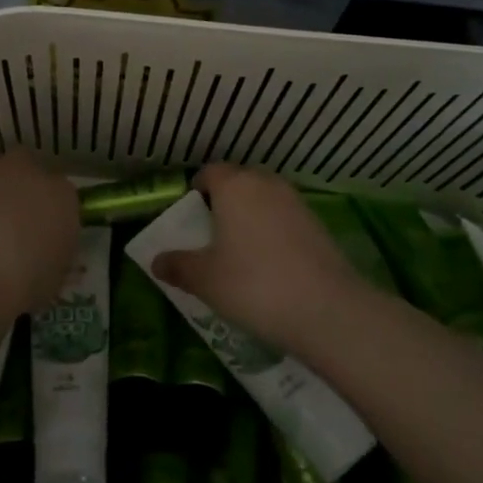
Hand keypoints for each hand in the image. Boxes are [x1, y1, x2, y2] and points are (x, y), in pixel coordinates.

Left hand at [0, 151, 79, 313]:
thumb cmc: (26, 279)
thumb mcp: (54, 279)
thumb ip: (53, 258)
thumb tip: (45, 258)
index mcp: (63, 195)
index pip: (62, 195)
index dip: (49, 213)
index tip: (41, 234)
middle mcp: (29, 172)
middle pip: (26, 170)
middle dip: (19, 189)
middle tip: (9, 223)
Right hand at [151, 166, 361, 354]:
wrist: (326, 309)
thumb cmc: (252, 285)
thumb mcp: (205, 279)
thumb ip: (178, 266)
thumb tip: (156, 260)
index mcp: (234, 185)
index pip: (209, 172)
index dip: (197, 191)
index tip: (190, 217)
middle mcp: (266, 183)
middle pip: (239, 182)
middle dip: (225, 202)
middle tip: (213, 234)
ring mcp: (296, 202)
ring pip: (264, 200)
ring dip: (251, 217)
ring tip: (241, 252)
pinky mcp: (318, 224)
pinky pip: (285, 219)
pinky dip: (274, 233)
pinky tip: (271, 265)